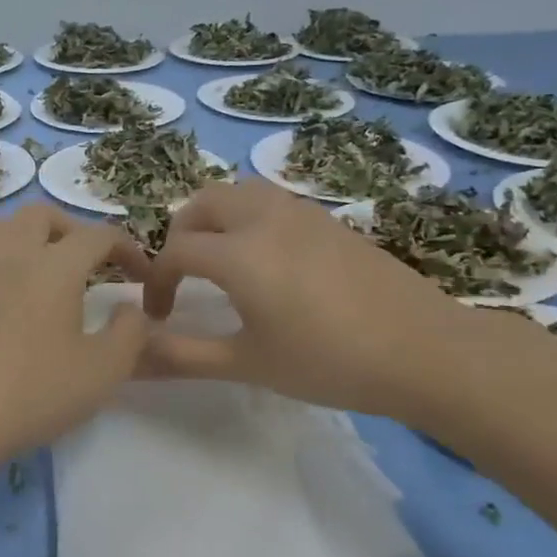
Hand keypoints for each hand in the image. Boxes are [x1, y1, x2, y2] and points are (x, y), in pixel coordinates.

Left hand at [0, 204, 150, 466]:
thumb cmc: (36, 392)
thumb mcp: (104, 369)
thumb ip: (130, 332)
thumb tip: (130, 309)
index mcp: (54, 266)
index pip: (98, 236)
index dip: (127, 250)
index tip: (141, 277)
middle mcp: (11, 255)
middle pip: (42, 216)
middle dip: (74, 230)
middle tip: (90, 261)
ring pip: (0, 226)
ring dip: (28, 235)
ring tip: (43, 266)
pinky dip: (2, 262)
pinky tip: (11, 298)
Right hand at [140, 179, 468, 418]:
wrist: (424, 350)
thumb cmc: (330, 362)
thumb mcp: (249, 364)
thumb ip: (183, 356)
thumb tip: (132, 357)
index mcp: (239, 253)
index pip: (175, 252)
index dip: (157, 282)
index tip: (160, 317)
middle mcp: (264, 218)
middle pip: (201, 205)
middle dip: (180, 236)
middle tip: (183, 277)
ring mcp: (301, 212)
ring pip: (238, 193)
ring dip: (214, 218)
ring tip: (220, 260)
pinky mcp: (329, 219)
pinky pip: (271, 201)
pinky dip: (248, 217)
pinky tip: (267, 260)